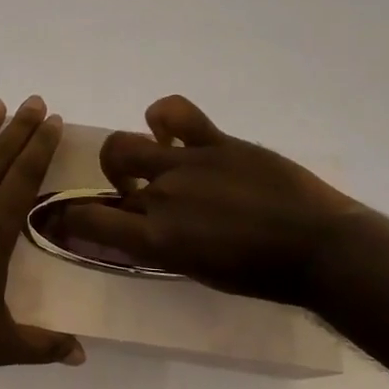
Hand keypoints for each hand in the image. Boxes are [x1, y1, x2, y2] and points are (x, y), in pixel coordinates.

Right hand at [60, 95, 361, 305]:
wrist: (319, 248)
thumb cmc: (262, 275)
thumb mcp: (199, 271)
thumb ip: (163, 248)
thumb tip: (142, 232)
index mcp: (156, 239)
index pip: (88, 220)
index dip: (69, 217)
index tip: (71, 217)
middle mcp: (161, 196)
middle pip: (110, 175)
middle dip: (112, 183)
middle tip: (133, 194)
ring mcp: (187, 163)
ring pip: (127, 143)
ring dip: (128, 155)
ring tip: (150, 162)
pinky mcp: (216, 142)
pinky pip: (175, 112)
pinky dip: (162, 117)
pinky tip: (168, 131)